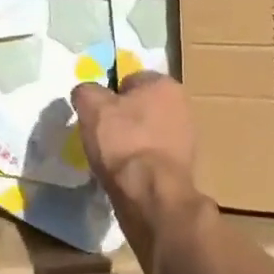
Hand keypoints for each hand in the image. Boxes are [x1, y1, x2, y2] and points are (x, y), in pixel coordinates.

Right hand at [70, 72, 196, 199]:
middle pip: (141, 106)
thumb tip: (87, 93)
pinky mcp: (185, 165)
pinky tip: (128, 173)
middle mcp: (182, 104)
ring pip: (148, 132)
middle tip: (103, 136)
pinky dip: (141, 161)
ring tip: (113, 158)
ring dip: (133, 141)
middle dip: (123, 118)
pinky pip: (154, 155)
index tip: (97, 114)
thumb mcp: (91, 106)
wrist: (150, 193)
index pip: (129, 80)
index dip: (109, 95)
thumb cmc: (123, 141)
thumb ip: (86, 92)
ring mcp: (187, 136)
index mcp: (164, 83)